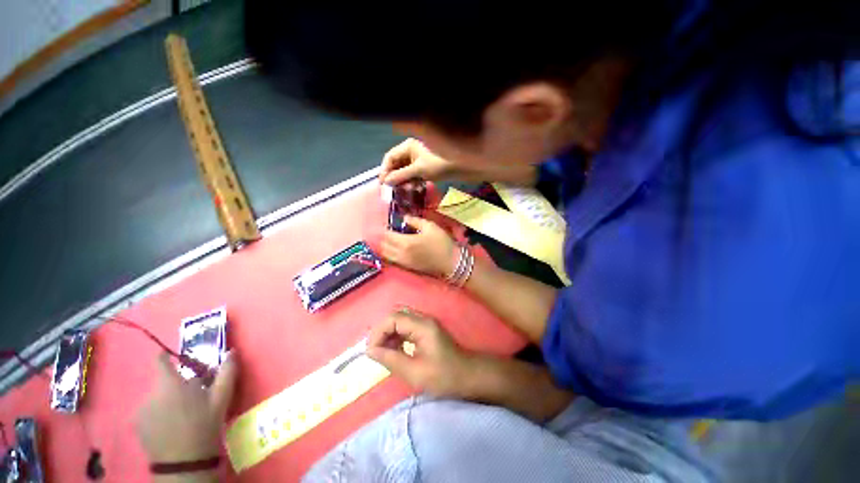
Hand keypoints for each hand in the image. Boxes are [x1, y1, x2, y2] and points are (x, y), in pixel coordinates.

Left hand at [136, 353, 237, 462]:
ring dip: (168, 399)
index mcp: (169, 384)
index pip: (161, 361)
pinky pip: (149, 411)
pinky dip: (160, 413)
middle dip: (177, 384)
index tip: (178, 359)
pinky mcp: (137, 426)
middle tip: (194, 396)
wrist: (184, 464)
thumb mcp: (221, 398)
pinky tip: (172, 425)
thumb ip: (227, 372)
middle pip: (163, 381)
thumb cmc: (205, 425)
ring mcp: (140, 411)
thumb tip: (232, 351)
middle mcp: (149, 394)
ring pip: (156, 397)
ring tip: (184, 414)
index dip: (167, 356)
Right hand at [366, 309, 474, 398]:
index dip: (378, 332)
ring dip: (389, 334)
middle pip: (395, 315)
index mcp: (422, 326)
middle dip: (382, 331)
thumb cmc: (444, 377)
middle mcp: (423, 319)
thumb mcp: (415, 372)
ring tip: (384, 353)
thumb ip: (391, 359)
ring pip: (400, 320)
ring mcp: (425, 323)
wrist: (468, 376)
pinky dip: (396, 336)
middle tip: (376, 351)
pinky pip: (406, 326)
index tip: (371, 352)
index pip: (393, 318)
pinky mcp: (426, 330)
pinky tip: (395, 350)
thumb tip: (370, 350)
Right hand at [380, 138, 456, 184]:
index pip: (390, 157)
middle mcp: (411, 151)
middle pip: (396, 164)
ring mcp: (418, 159)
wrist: (460, 167)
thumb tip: (385, 181)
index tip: (382, 183)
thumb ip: (401, 175)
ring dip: (402, 180)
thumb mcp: (418, 170)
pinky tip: (411, 188)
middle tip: (391, 189)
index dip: (385, 170)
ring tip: (401, 190)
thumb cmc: (439, 164)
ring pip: (404, 170)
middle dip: (393, 176)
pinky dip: (410, 181)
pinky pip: (412, 174)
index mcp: (408, 146)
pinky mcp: (424, 167)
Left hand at [381, 215, 456, 277]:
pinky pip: (393, 261)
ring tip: (390, 240)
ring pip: (386, 255)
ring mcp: (403, 262)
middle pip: (383, 246)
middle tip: (389, 231)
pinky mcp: (408, 268)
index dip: (384, 229)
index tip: (387, 224)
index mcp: (405, 242)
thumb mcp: (430, 226)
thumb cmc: (441, 243)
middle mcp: (401, 254)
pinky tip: (396, 249)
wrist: (450, 262)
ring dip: (385, 247)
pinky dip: (390, 254)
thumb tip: (404, 217)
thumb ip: (415, 221)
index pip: (387, 235)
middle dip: (383, 238)